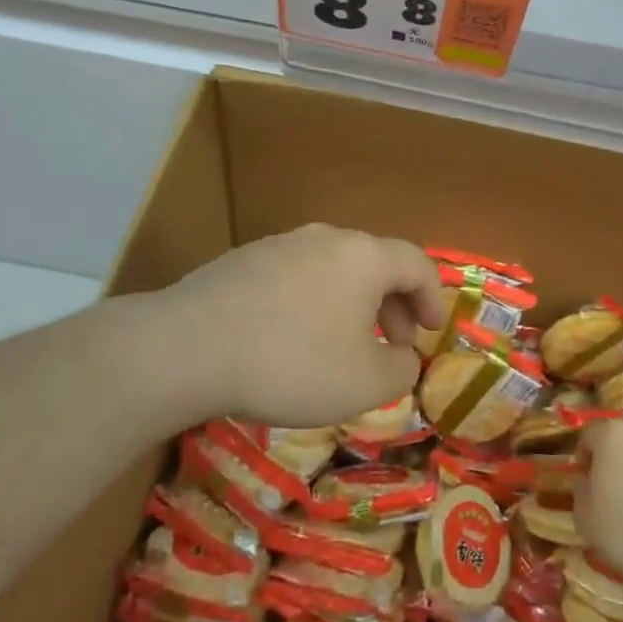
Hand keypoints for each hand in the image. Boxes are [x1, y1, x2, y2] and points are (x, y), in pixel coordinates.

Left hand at [153, 224, 446, 428]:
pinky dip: (314, 303)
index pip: (416, 263)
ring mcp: (281, 244)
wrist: (189, 347)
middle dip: (393, 304)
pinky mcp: (245, 260)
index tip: (433, 330)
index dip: (433, 297)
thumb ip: (401, 369)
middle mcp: (326, 238)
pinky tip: (294, 339)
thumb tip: (404, 356)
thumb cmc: (292, 362)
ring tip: (344, 345)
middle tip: (394, 343)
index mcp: (363, 256)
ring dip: (352, 304)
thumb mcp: (365, 382)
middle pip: (375, 263)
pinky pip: (297, 277)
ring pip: (334, 269)